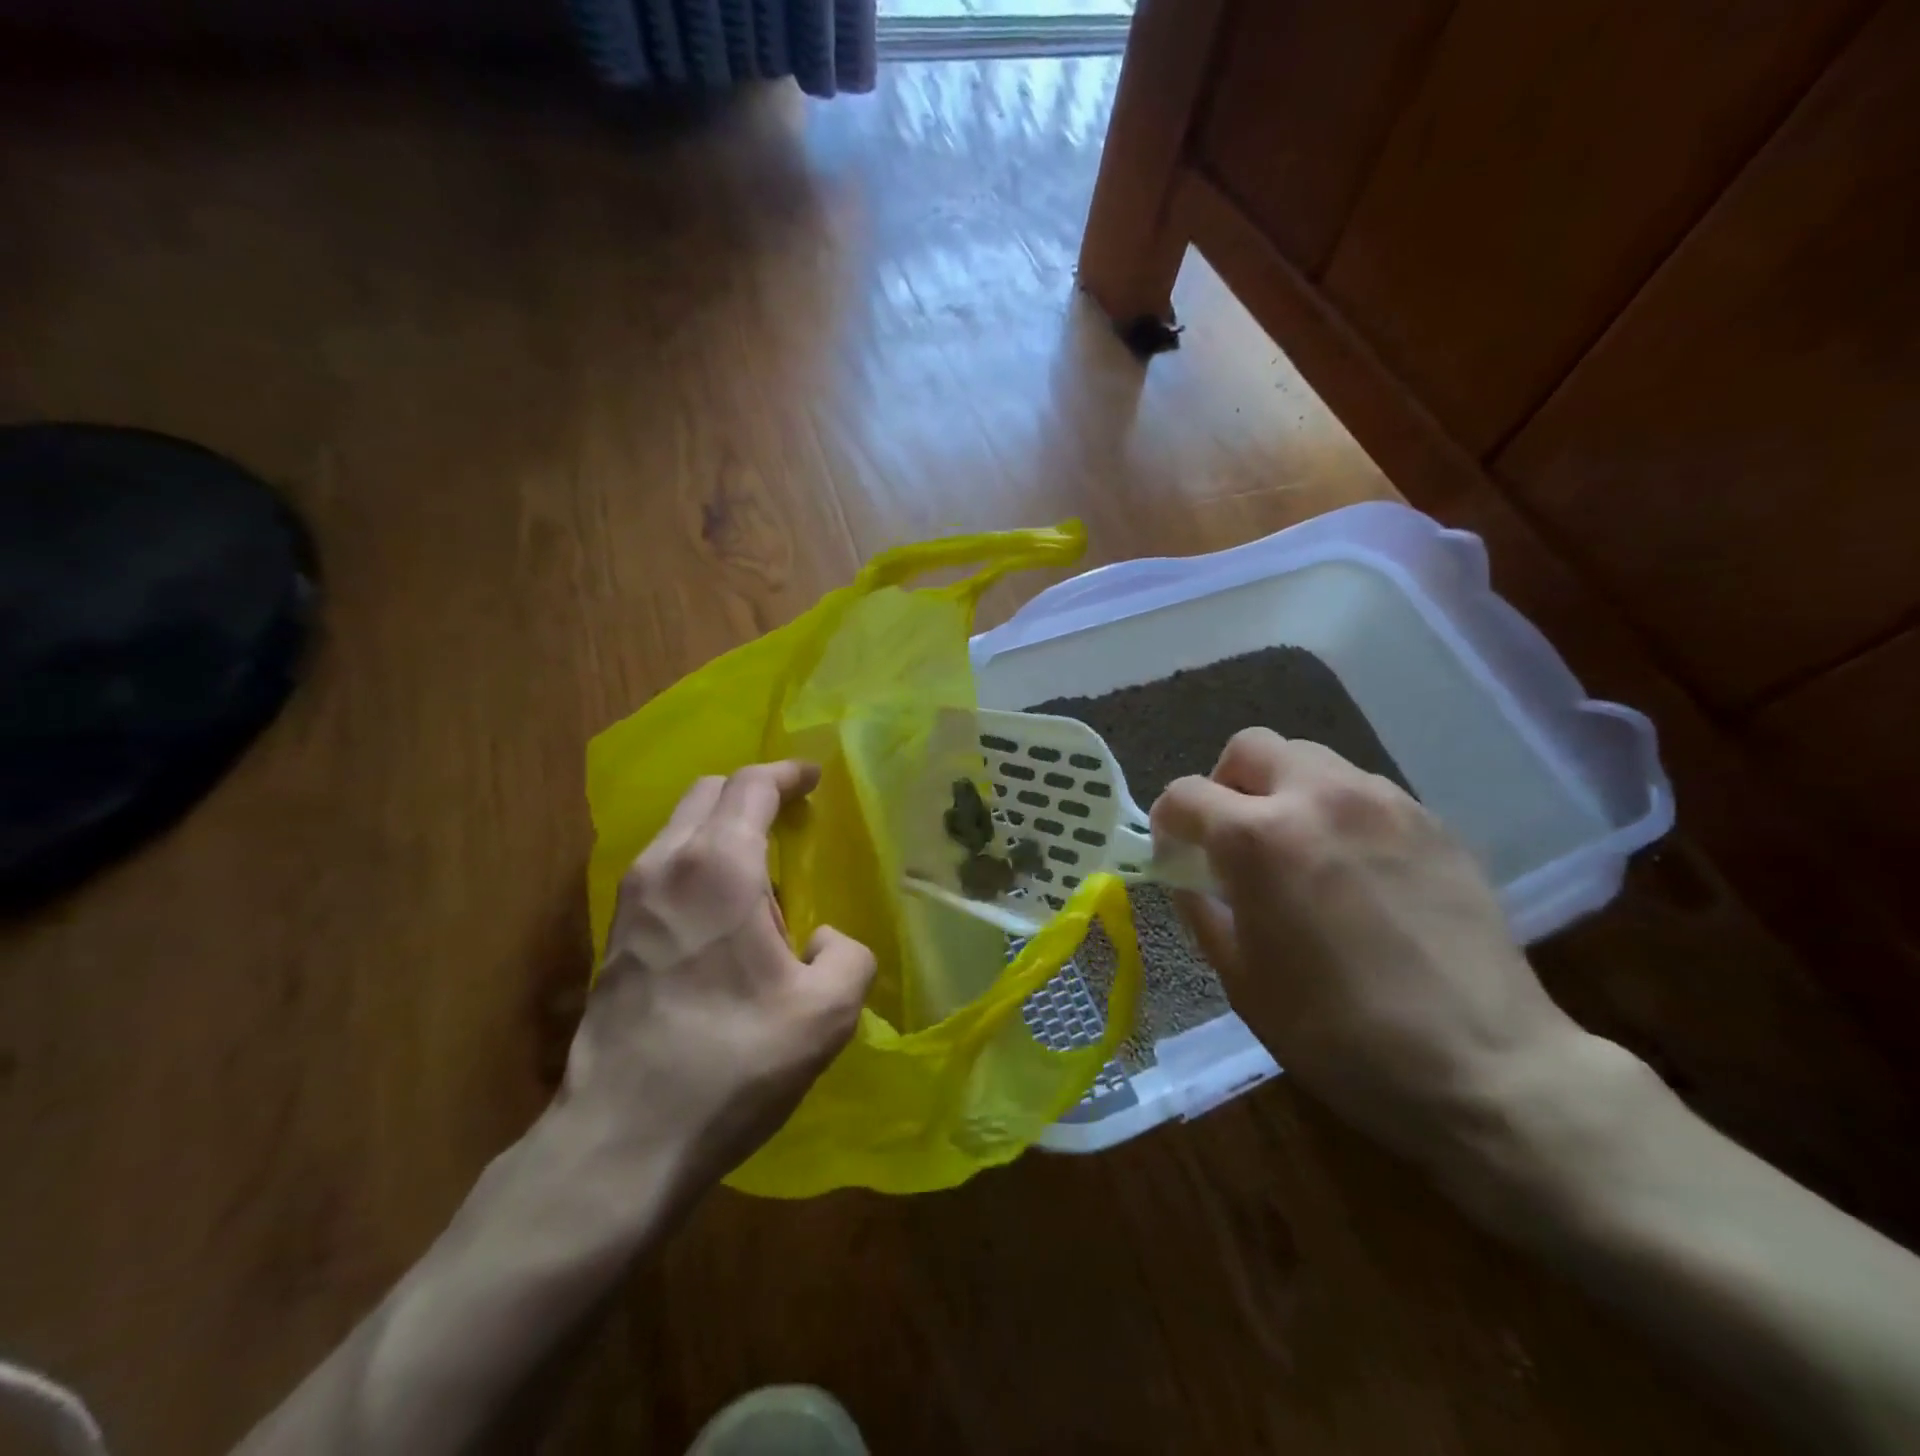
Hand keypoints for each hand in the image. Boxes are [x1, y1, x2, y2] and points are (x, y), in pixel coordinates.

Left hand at [561, 761, 874, 1192]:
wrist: (620, 1140)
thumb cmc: (731, 1064)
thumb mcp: (825, 1014)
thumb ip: (848, 956)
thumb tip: (825, 942)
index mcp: (718, 866)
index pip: (750, 785)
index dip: (786, 773)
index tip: (813, 778)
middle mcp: (666, 865)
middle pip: (708, 793)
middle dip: (751, 791)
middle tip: (790, 816)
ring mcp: (630, 899)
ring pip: (679, 828)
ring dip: (722, 827)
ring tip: (762, 868)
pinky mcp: (614, 935)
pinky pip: (663, 866)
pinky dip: (698, 860)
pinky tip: (723, 911)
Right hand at [1151, 729, 1590, 1170]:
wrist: (1483, 1067)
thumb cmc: (1338, 1034)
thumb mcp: (1241, 979)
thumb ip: (1203, 911)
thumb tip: (1190, 878)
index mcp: (1258, 838)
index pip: (1186, 793)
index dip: (1168, 822)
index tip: (1176, 856)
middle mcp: (1318, 797)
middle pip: (1250, 747)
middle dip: (1226, 784)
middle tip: (1233, 837)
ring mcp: (1382, 802)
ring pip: (1310, 759)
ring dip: (1283, 791)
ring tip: (1297, 849)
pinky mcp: (1431, 821)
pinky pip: (1362, 790)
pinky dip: (1335, 811)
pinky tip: (1353, 868)